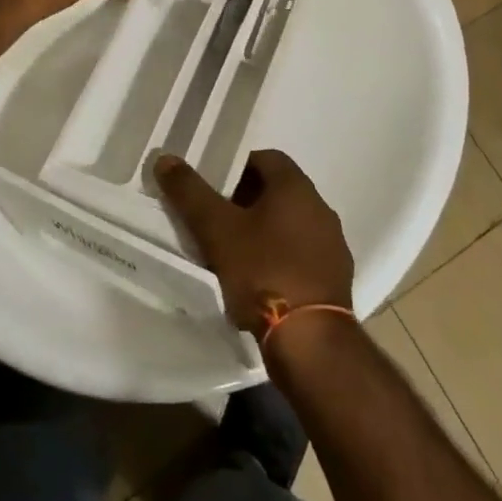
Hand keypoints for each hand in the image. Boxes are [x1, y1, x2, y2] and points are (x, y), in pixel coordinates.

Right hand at [154, 150, 354, 336]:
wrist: (311, 342)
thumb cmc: (263, 272)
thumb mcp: (217, 230)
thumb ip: (190, 192)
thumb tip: (165, 158)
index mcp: (296, 187)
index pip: (266, 158)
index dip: (236, 167)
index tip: (213, 186)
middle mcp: (320, 208)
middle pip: (277, 192)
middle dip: (245, 200)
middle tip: (215, 218)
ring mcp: (332, 246)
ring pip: (290, 225)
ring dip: (263, 231)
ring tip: (233, 252)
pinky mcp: (335, 280)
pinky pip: (301, 255)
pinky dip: (279, 258)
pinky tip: (258, 282)